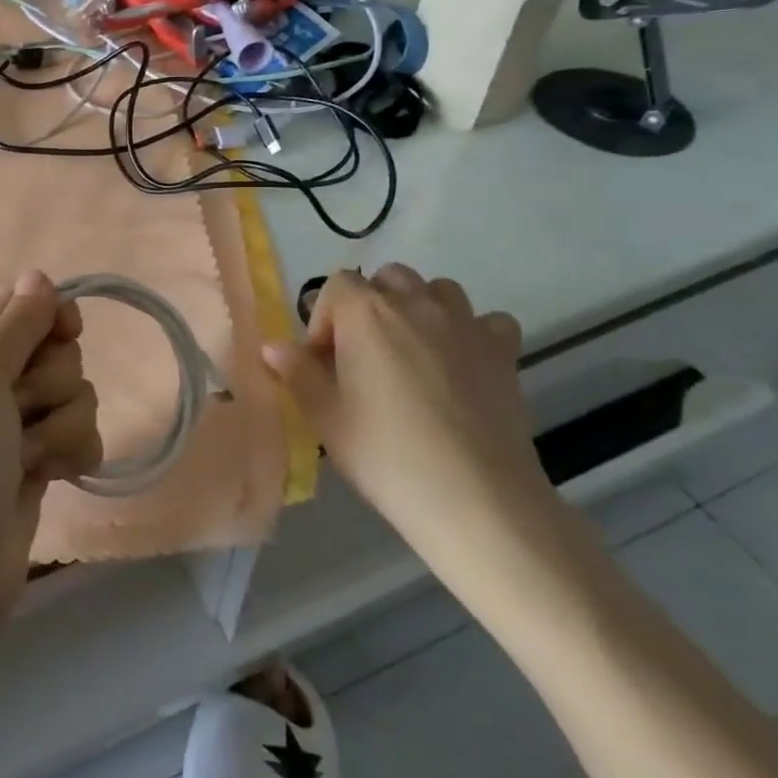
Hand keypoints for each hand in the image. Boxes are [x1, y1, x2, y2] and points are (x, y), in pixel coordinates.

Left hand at [0, 271, 102, 623]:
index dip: (53, 315)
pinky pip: (86, 435)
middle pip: (60, 350)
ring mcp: (24, 422)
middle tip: (20, 411)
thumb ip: (15, 323)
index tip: (64, 332)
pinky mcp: (46, 459)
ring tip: (28, 456)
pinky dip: (73, 454)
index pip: (28, 304)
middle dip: (52, 382)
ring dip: (61, 426)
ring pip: (80, 393)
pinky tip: (50, 476)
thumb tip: (40, 274)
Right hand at [263, 265, 549, 571]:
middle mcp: (416, 303)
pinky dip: (471, 333)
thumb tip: (274, 346)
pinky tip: (463, 365)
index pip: (337, 285)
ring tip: (412, 354)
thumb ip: (296, 372)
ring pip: (437, 291)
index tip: (325, 362)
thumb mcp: (325, 417)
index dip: (326, 318)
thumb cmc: (385, 454)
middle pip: (388, 279)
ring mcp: (466, 323)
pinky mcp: (503, 351)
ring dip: (420, 310)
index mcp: (366, 312)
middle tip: (364, 356)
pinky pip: (486, 322)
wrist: (475, 498)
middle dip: (371, 306)